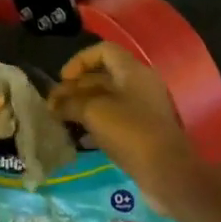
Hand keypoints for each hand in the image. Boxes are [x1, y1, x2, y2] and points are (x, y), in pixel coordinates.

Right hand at [48, 43, 198, 201]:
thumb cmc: (129, 131)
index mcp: (132, 71)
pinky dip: (95, 124)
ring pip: (107, 100)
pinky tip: (80, 138)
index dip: (79, 61)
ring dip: (83, 107)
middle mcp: (140, 85)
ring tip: (61, 120)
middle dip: (76, 88)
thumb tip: (53, 103)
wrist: (166, 171)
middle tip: (54, 105)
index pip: (103, 51)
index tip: (62, 80)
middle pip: (103, 76)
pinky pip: (115, 119)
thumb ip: (70, 103)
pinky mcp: (143, 131)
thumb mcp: (93, 112)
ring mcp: (143, 109)